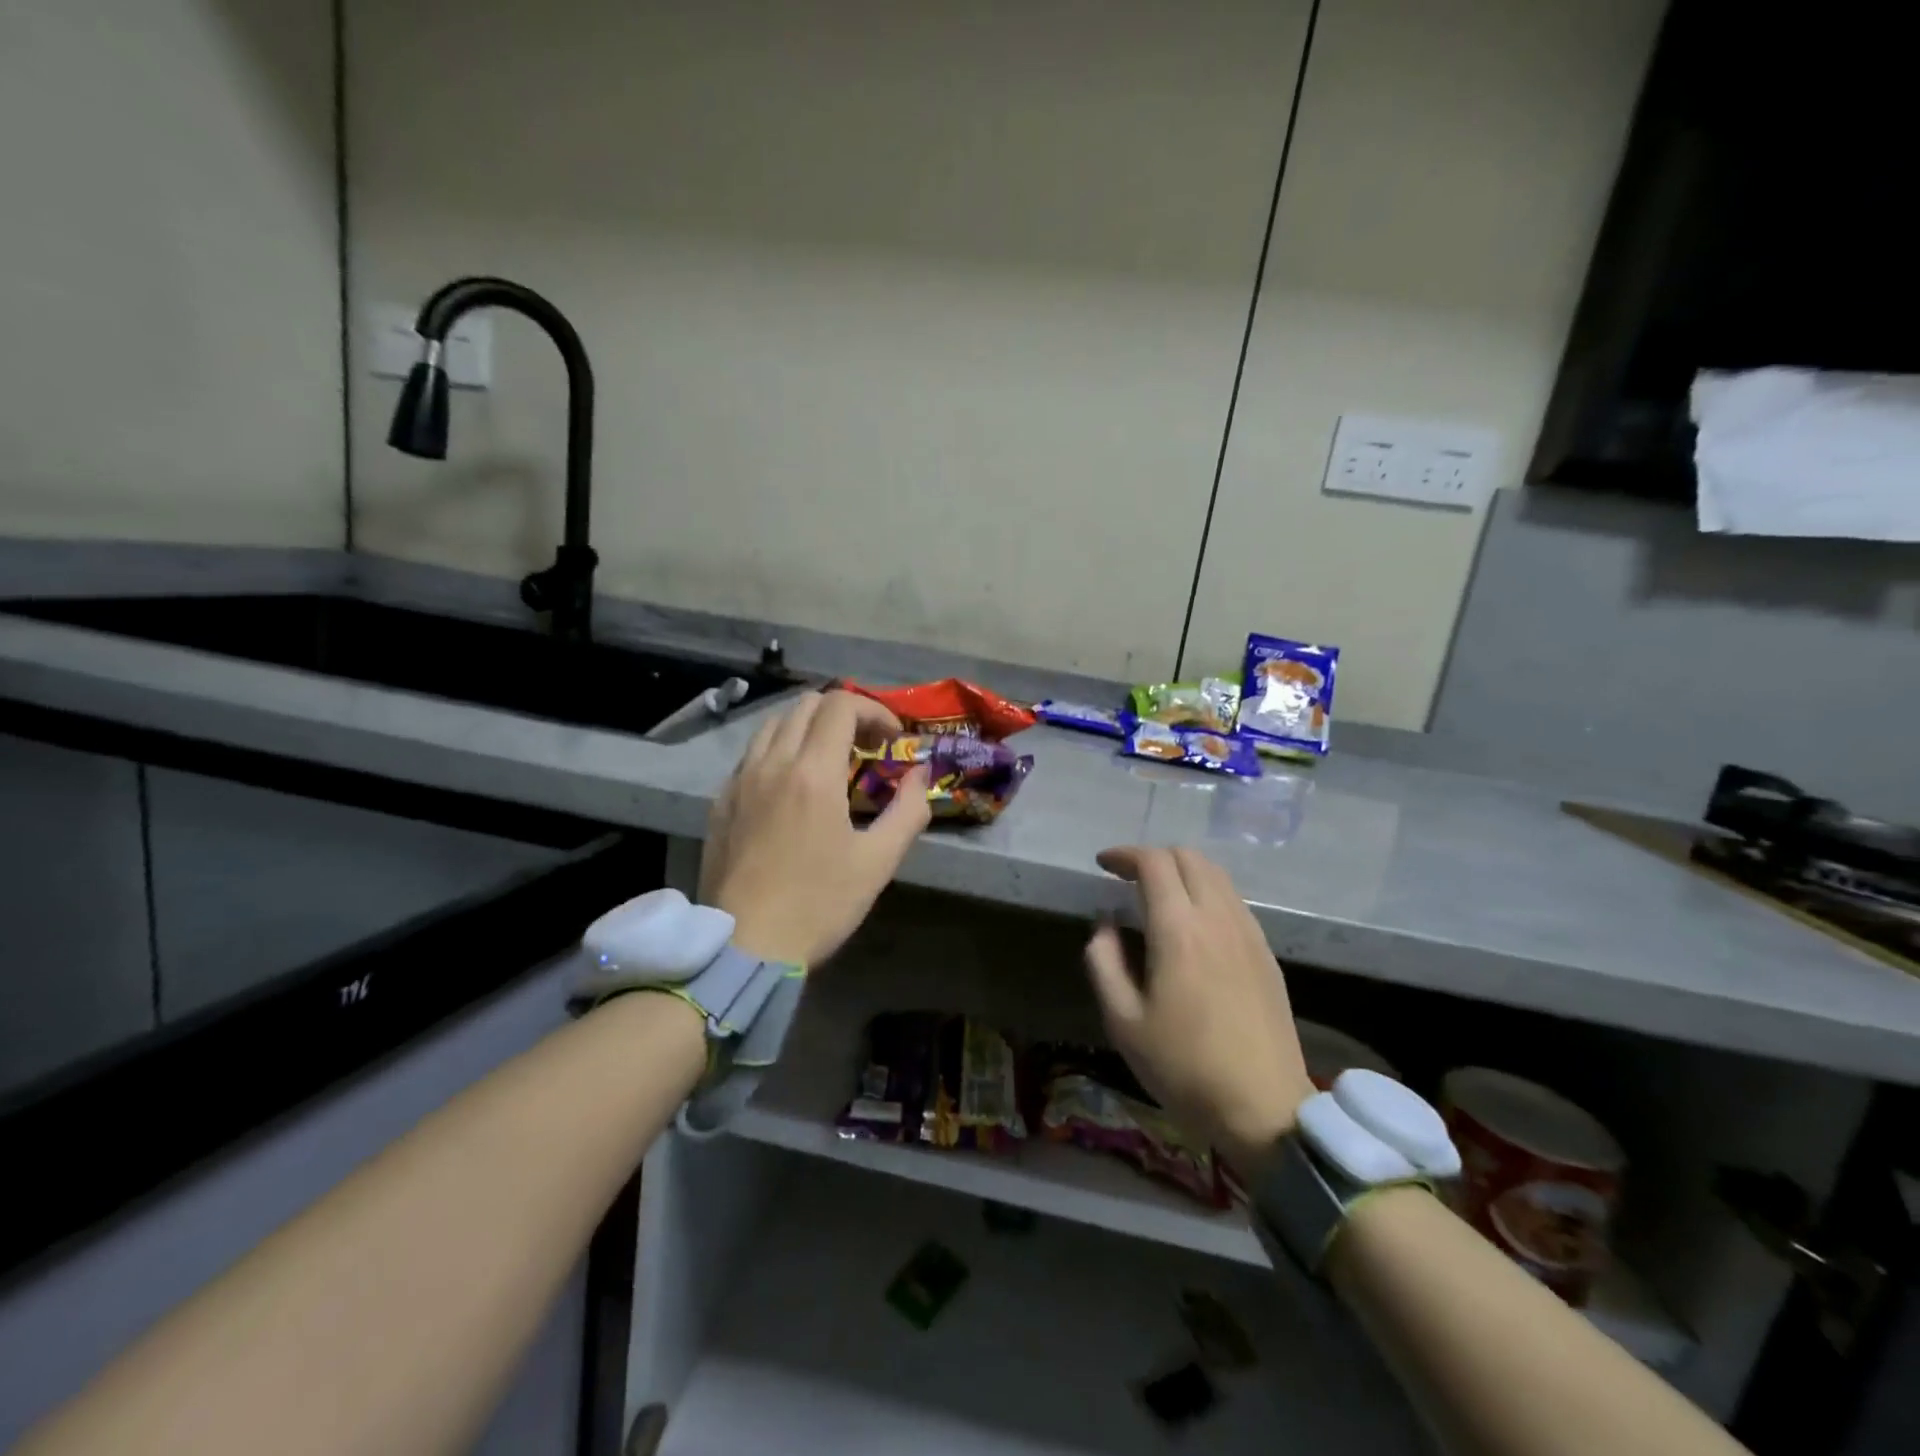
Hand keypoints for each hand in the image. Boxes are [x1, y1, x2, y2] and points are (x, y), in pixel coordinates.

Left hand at [699, 690, 930, 965]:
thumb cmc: (819, 904)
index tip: (892, 738)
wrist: (745, 946)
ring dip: (809, 727)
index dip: (874, 710)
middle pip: (806, 705)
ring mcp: (739, 780)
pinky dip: (780, 750)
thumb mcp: (878, 861)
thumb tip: (920, 774)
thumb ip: (908, 809)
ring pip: (774, 724)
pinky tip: (792, 786)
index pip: (841, 705)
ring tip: (830, 760)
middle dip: (844, 714)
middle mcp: (772, 763)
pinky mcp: (721, 801)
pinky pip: (752, 754)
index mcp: (812, 773)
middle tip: (866, 746)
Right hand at [1085, 846, 1315, 1173]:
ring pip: (1216, 874)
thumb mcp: (1123, 1022)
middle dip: (1153, 857)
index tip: (1103, 864)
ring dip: (1182, 871)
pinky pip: (1234, 900)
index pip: (1153, 863)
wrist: (1264, 1108)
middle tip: (1127, 878)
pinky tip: (1193, 922)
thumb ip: (1104, 963)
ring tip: (1158, 894)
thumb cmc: (1183, 1067)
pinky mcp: (1265, 952)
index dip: (1124, 855)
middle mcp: (1217, 918)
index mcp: (1179, 930)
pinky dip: (1207, 891)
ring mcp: (1248, 933)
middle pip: (1188, 857)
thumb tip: (1105, 925)